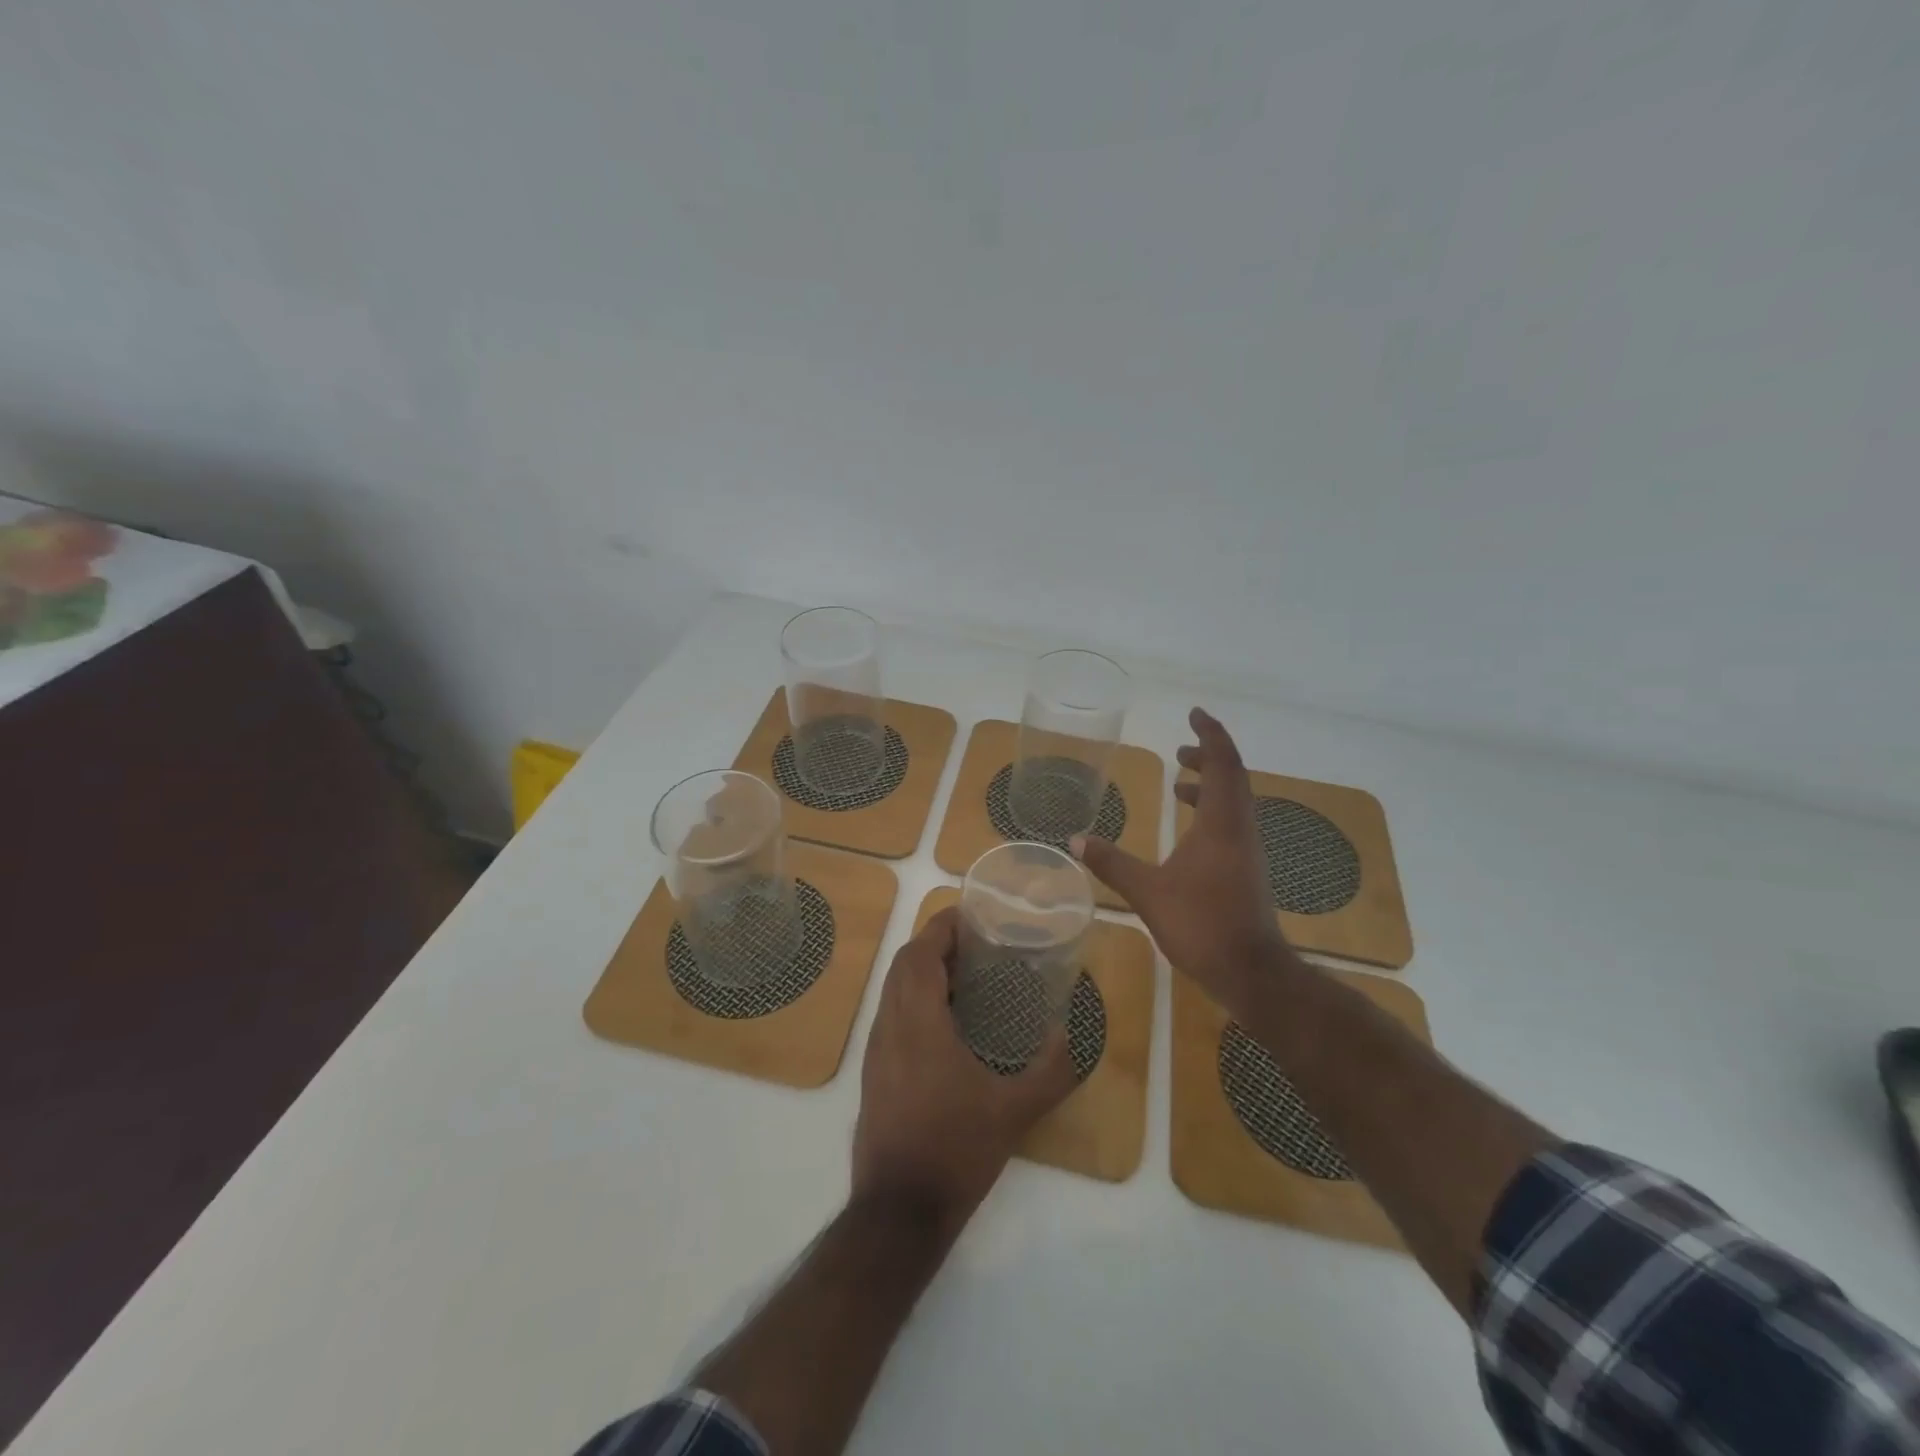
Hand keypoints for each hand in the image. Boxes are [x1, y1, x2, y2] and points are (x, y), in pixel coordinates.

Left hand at [852, 908, 1077, 1232]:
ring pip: (893, 990)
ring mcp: (876, 1050)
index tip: (972, 915)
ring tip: (966, 976)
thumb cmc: (955, 1151)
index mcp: (918, 1023)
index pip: (920, 953)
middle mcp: (889, 1026)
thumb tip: (1073, 1035)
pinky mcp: (873, 1072)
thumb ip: (1050, 1071)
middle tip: (976, 943)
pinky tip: (946, 1023)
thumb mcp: (1013, 1112)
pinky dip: (914, 999)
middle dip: (935, 944)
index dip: (942, 927)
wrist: (898, 1212)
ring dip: (923, 971)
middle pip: (904, 964)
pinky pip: (891, 1014)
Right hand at [1072, 707, 1290, 1014]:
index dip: (1210, 734)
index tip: (1194, 714)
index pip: (1223, 763)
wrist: (1252, 972)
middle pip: (1232, 777)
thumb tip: (1075, 840)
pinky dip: (1211, 812)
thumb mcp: (1148, 892)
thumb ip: (1112, 863)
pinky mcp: (1246, 871)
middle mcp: (1240, 829)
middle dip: (1208, 757)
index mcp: (1221, 823)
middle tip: (1180, 749)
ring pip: (1234, 802)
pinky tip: (1188, 832)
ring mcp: (1247, 851)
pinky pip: (1231, 824)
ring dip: (1210, 785)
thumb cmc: (1201, 924)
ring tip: (1179, 783)